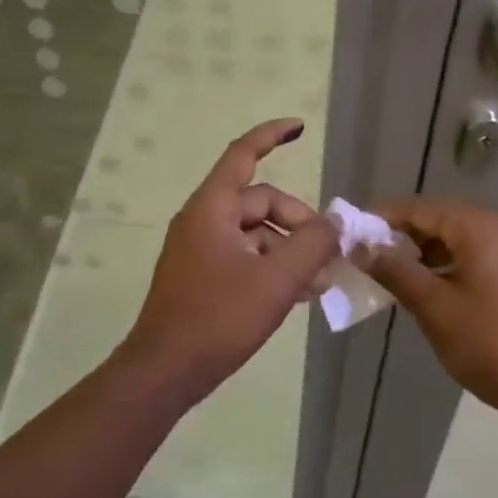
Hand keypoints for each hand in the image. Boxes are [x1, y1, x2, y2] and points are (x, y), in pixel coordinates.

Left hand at [120, 119, 339, 401]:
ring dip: (289, 249)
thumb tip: (334, 222)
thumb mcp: (275, 281)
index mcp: (212, 208)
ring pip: (255, 234)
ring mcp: (199, 249)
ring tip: (321, 282)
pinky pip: (244, 257)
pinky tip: (298, 293)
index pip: (243, 154)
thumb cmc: (217, 319)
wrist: (164, 371)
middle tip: (330, 255)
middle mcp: (202, 220)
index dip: (271, 135)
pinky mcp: (201, 276)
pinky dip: (271, 266)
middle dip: (299, 222)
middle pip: (259, 202)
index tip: (300, 126)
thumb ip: (311, 245)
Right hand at [358, 198, 497, 424]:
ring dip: (432, 252)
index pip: (421, 208)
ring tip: (401, 278)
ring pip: (467, 237)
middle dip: (406, 237)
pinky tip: (441, 290)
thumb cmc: (496, 347)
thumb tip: (360, 246)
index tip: (351, 234)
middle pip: (445, 219)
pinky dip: (459, 263)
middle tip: (371, 260)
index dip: (383, 218)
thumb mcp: (436, 309)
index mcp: (484, 226)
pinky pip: (488, 253)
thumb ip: (395, 271)